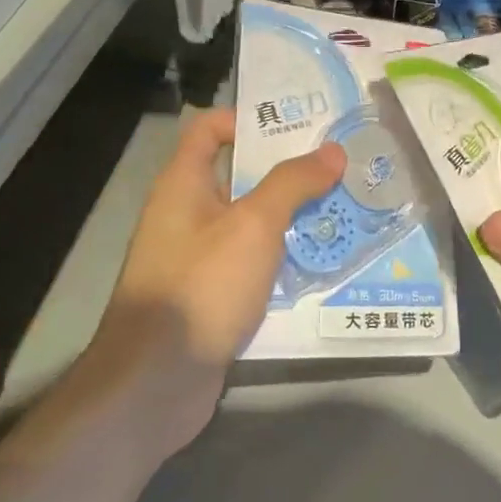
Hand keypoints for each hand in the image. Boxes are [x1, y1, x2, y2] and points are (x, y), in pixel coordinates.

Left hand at [90, 107, 344, 451]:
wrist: (156, 382)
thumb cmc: (202, 286)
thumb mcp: (253, 225)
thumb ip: (293, 184)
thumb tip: (333, 151)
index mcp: (183, 185)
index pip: (209, 129)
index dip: (248, 119)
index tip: (299, 125)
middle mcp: (187, 215)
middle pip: (239, 176)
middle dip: (288, 171)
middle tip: (340, 167)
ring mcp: (199, 259)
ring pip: (251, 223)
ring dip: (292, 217)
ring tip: (344, 209)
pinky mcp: (213, 296)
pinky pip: (253, 264)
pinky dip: (283, 259)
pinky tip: (322, 261)